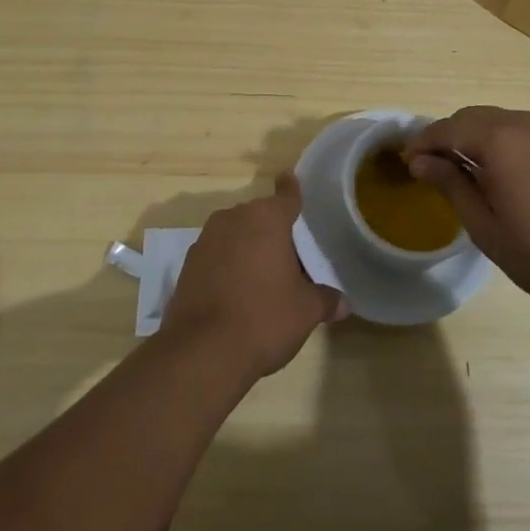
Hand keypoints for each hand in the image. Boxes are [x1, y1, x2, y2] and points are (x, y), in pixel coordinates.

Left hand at [160, 174, 346, 379]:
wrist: (203, 352)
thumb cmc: (264, 318)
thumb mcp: (306, 311)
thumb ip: (325, 300)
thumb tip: (343, 303)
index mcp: (266, 219)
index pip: (286, 195)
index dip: (292, 189)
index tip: (290, 178)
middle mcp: (233, 219)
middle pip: (259, 216)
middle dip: (272, 231)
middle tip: (290, 255)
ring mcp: (205, 241)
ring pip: (234, 235)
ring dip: (247, 248)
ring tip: (264, 277)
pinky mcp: (187, 266)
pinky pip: (216, 256)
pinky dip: (227, 266)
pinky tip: (237, 292)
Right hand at [404, 107, 529, 320]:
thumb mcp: (490, 231)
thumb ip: (453, 187)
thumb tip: (422, 160)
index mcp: (502, 141)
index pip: (449, 127)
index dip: (424, 142)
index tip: (410, 163)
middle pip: (479, 117)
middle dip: (453, 135)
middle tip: (441, 167)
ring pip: (512, 122)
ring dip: (487, 139)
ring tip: (482, 173)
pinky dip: (520, 146)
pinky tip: (528, 179)